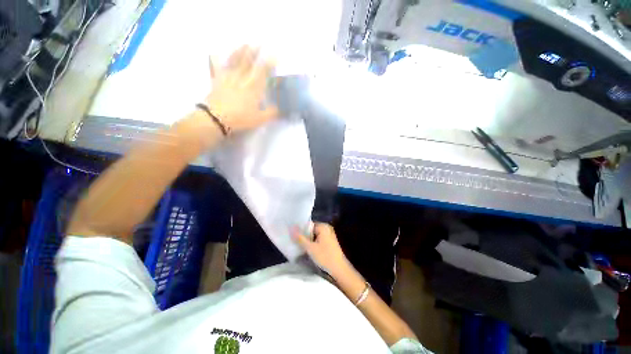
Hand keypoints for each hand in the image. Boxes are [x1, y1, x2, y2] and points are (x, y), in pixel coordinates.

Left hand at [205, 46, 278, 132]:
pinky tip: (216, 53)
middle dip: (255, 52)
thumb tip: (281, 109)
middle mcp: (241, 78)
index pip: (263, 71)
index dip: (269, 62)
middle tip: (259, 43)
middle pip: (248, 61)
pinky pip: (217, 67)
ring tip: (245, 44)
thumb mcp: (260, 119)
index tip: (275, 55)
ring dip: (240, 51)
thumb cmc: (241, 118)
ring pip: (235, 61)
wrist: (216, 118)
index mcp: (253, 87)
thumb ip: (271, 113)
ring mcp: (228, 77)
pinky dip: (217, 59)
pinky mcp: (217, 80)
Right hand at [292, 223, 349, 275]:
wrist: (339, 270)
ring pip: (314, 236)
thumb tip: (291, 228)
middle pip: (311, 230)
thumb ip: (300, 238)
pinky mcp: (329, 242)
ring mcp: (329, 235)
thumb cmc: (325, 257)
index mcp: (323, 226)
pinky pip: (318, 240)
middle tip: (294, 242)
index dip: (300, 230)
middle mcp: (326, 228)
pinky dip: (313, 244)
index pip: (308, 225)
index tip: (292, 236)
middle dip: (303, 236)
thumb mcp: (310, 248)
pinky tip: (307, 250)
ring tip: (298, 246)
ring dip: (307, 241)